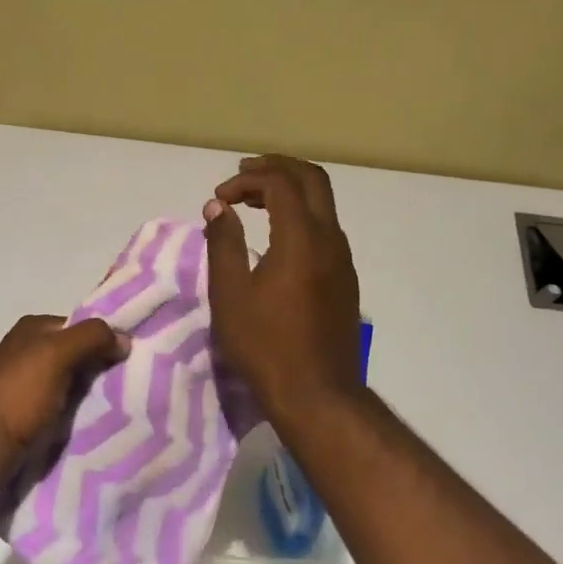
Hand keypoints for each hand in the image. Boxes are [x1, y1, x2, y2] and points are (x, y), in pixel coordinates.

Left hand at [0, 313, 128, 453]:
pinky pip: (63, 405)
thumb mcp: (58, 353)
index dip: (104, 338)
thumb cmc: (20, 393)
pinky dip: (78, 411)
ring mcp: (26, 382)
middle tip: (128, 382)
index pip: (79, 325)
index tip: (128, 357)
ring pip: (71, 381)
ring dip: (91, 392)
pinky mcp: (27, 412)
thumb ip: (92, 337)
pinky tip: (95, 421)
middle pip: (76, 353)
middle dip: (99, 367)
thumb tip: (124, 339)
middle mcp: (27, 350)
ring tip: (119, 404)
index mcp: (32, 328)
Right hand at [204, 155, 363, 421]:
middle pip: (312, 179)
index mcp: (302, 238)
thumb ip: (223, 244)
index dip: (245, 180)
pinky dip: (300, 214)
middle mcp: (330, 239)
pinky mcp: (345, 278)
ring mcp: (343, 259)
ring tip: (254, 201)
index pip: (279, 183)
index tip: (218, 200)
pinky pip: (325, 227)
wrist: (318, 395)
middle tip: (244, 172)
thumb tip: (217, 209)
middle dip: (277, 168)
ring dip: (290, 190)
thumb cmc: (266, 345)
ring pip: (322, 203)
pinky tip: (276, 235)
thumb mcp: (230, 294)